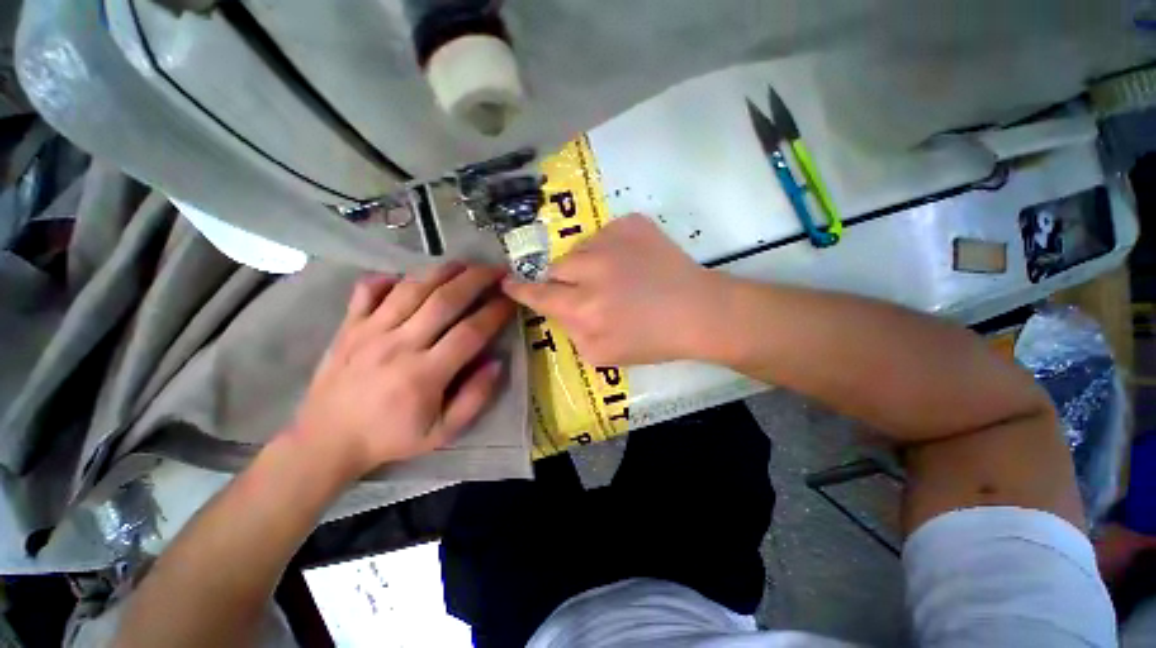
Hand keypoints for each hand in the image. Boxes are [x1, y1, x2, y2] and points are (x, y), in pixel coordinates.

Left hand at [292, 263, 514, 477]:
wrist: (327, 440)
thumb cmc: (391, 437)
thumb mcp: (443, 432)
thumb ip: (475, 398)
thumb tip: (497, 362)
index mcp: (425, 374)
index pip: (470, 332)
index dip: (495, 312)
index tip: (511, 300)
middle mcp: (399, 345)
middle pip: (444, 300)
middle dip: (476, 280)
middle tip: (497, 270)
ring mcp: (370, 331)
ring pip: (412, 288)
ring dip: (442, 271)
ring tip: (465, 264)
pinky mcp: (349, 326)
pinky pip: (367, 290)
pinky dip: (387, 277)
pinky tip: (406, 276)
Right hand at [502, 215, 722, 365]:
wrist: (698, 311)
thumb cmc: (653, 341)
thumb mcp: (603, 355)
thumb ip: (571, 334)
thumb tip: (560, 311)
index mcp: (583, 308)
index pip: (538, 294)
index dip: (520, 289)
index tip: (507, 282)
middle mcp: (591, 269)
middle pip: (556, 267)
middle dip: (564, 280)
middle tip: (586, 290)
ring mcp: (612, 240)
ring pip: (580, 249)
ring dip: (588, 264)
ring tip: (616, 277)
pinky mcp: (632, 223)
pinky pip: (605, 234)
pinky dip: (611, 248)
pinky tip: (632, 263)